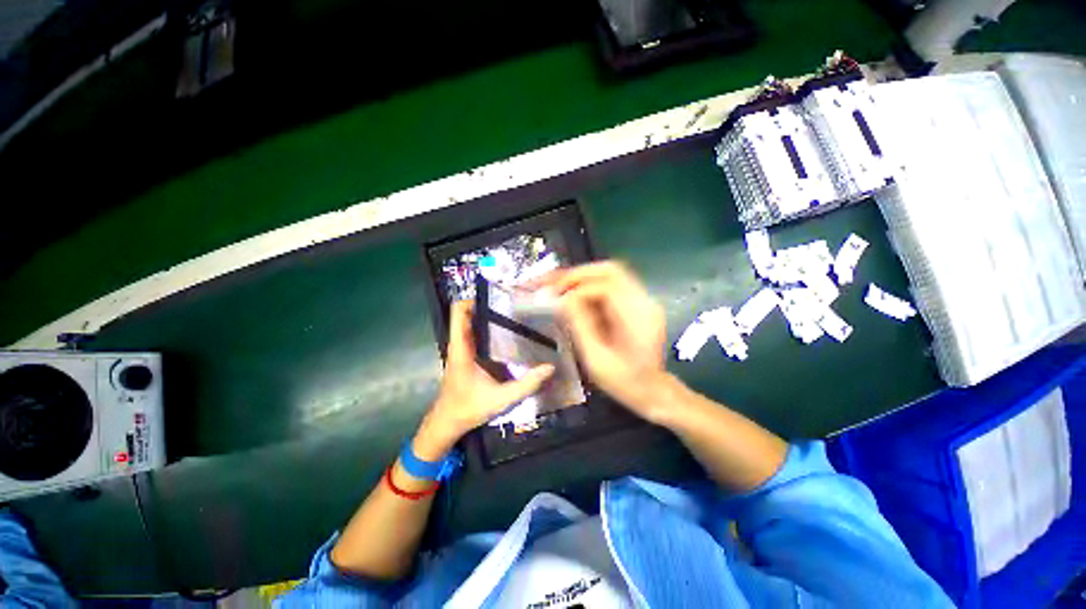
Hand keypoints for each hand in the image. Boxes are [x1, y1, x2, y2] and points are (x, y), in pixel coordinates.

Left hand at [416, 301, 553, 459]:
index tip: (498, 299)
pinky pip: (476, 335)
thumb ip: (526, 384)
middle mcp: (460, 343)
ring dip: (490, 318)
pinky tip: (509, 335)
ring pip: (473, 323)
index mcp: (461, 347)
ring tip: (515, 316)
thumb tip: (550, 368)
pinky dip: (489, 330)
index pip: (459, 311)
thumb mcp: (501, 399)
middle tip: (514, 306)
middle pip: (469, 313)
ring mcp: (462, 349)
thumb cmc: (469, 408)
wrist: (447, 423)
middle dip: (489, 306)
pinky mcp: (466, 356)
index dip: (474, 299)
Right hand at [541, 262, 669, 421]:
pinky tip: (573, 295)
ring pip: (610, 275)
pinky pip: (610, 286)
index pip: (605, 286)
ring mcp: (642, 301)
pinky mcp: (636, 304)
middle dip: (578, 274)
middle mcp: (644, 301)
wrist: (652, 392)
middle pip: (610, 270)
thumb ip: (580, 325)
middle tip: (553, 283)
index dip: (576, 288)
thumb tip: (562, 299)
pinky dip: (589, 287)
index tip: (553, 296)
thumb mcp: (596, 358)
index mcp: (638, 316)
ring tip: (558, 286)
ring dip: (582, 278)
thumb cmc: (624, 381)